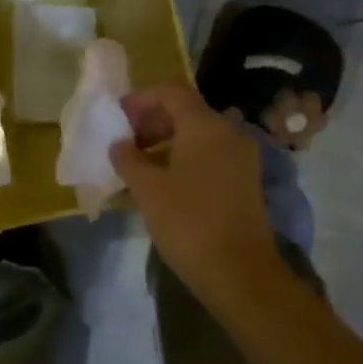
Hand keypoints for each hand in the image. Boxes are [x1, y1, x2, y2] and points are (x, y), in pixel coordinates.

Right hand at [111, 81, 281, 302]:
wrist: (240, 272)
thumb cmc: (189, 222)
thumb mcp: (147, 188)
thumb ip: (128, 158)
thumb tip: (119, 143)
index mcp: (205, 125)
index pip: (170, 91)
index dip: (140, 98)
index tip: (118, 117)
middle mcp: (228, 131)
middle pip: (185, 109)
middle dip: (151, 119)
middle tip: (125, 141)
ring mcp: (241, 156)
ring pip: (198, 132)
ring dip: (166, 139)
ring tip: (139, 163)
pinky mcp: (245, 179)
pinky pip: (210, 153)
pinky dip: (184, 156)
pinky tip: (163, 180)